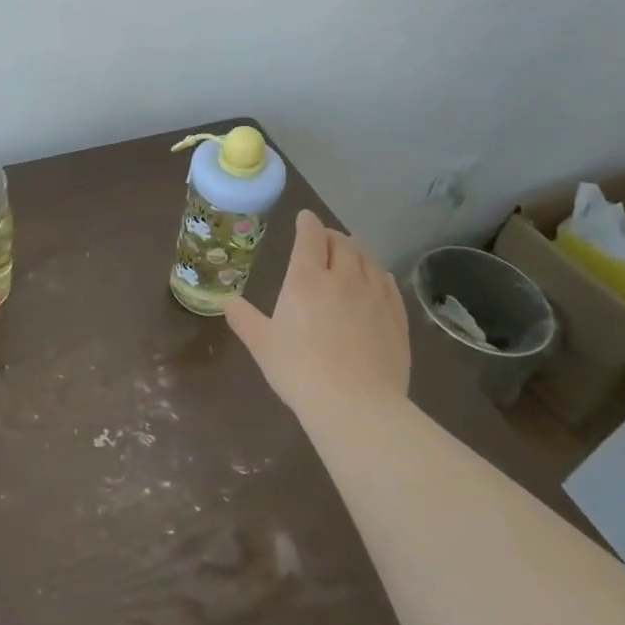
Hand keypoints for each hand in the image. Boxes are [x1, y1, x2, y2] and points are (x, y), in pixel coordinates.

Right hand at [224, 210, 409, 409]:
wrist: (357, 406)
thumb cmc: (300, 371)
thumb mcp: (262, 345)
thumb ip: (244, 319)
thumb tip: (227, 302)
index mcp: (307, 279)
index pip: (310, 236)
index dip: (307, 223)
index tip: (304, 218)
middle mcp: (343, 277)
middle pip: (342, 242)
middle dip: (331, 235)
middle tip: (323, 239)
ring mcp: (374, 295)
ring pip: (367, 258)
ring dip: (355, 249)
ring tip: (349, 253)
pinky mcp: (396, 316)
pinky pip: (387, 282)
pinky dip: (376, 272)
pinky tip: (374, 279)